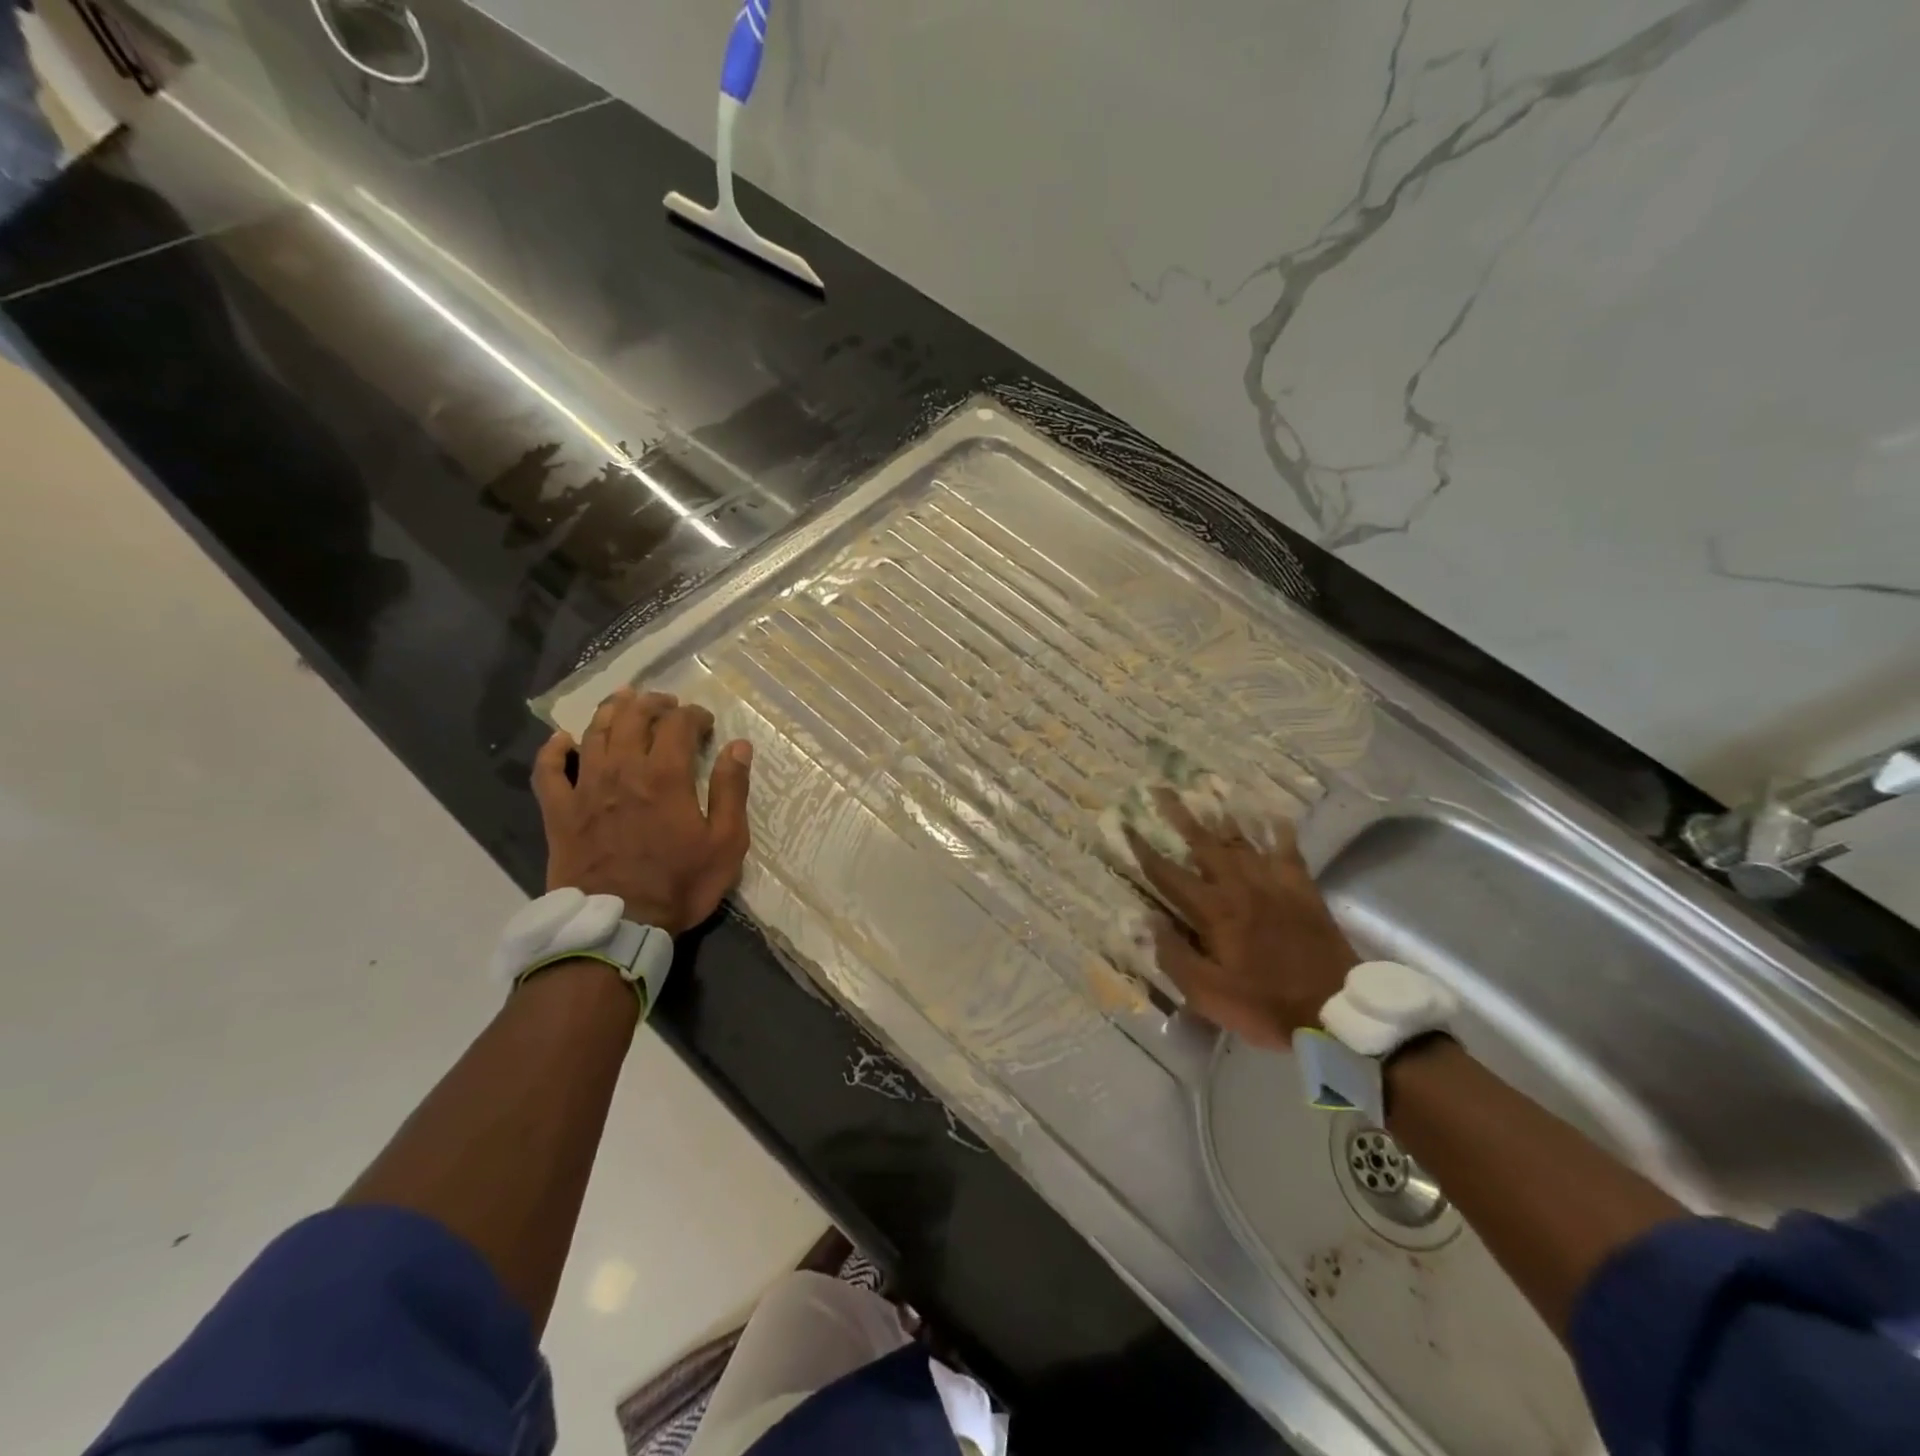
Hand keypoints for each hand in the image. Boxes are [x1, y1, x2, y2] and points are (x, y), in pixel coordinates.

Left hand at [533, 687, 752, 935]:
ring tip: (623, 702)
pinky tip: (563, 740)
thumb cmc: (679, 884)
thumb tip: (739, 746)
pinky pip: (549, 771)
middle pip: (632, 717)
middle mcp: (622, 770)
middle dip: (652, 703)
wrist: (618, 925)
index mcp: (665, 775)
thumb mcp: (726, 842)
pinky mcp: (559, 812)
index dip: (693, 714)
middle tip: (666, 703)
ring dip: (610, 711)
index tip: (705, 722)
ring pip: (594, 733)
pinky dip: (554, 750)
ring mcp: (585, 789)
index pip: (678, 724)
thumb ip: (732, 790)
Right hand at [1124, 790, 1357, 1048]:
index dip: (1143, 850)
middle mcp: (1240, 887)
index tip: (1126, 825)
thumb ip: (1175, 955)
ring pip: (1243, 841)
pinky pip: (1288, 851)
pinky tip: (1271, 815)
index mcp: (1214, 911)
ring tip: (1206, 797)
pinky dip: (1278, 832)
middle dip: (1180, 816)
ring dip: (1221, 818)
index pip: (1168, 874)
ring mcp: (1274, 884)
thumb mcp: (1208, 994)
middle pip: (1204, 844)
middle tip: (1161, 790)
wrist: (1336, 1010)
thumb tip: (1149, 921)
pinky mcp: (1302, 890)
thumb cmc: (1265, 1005)